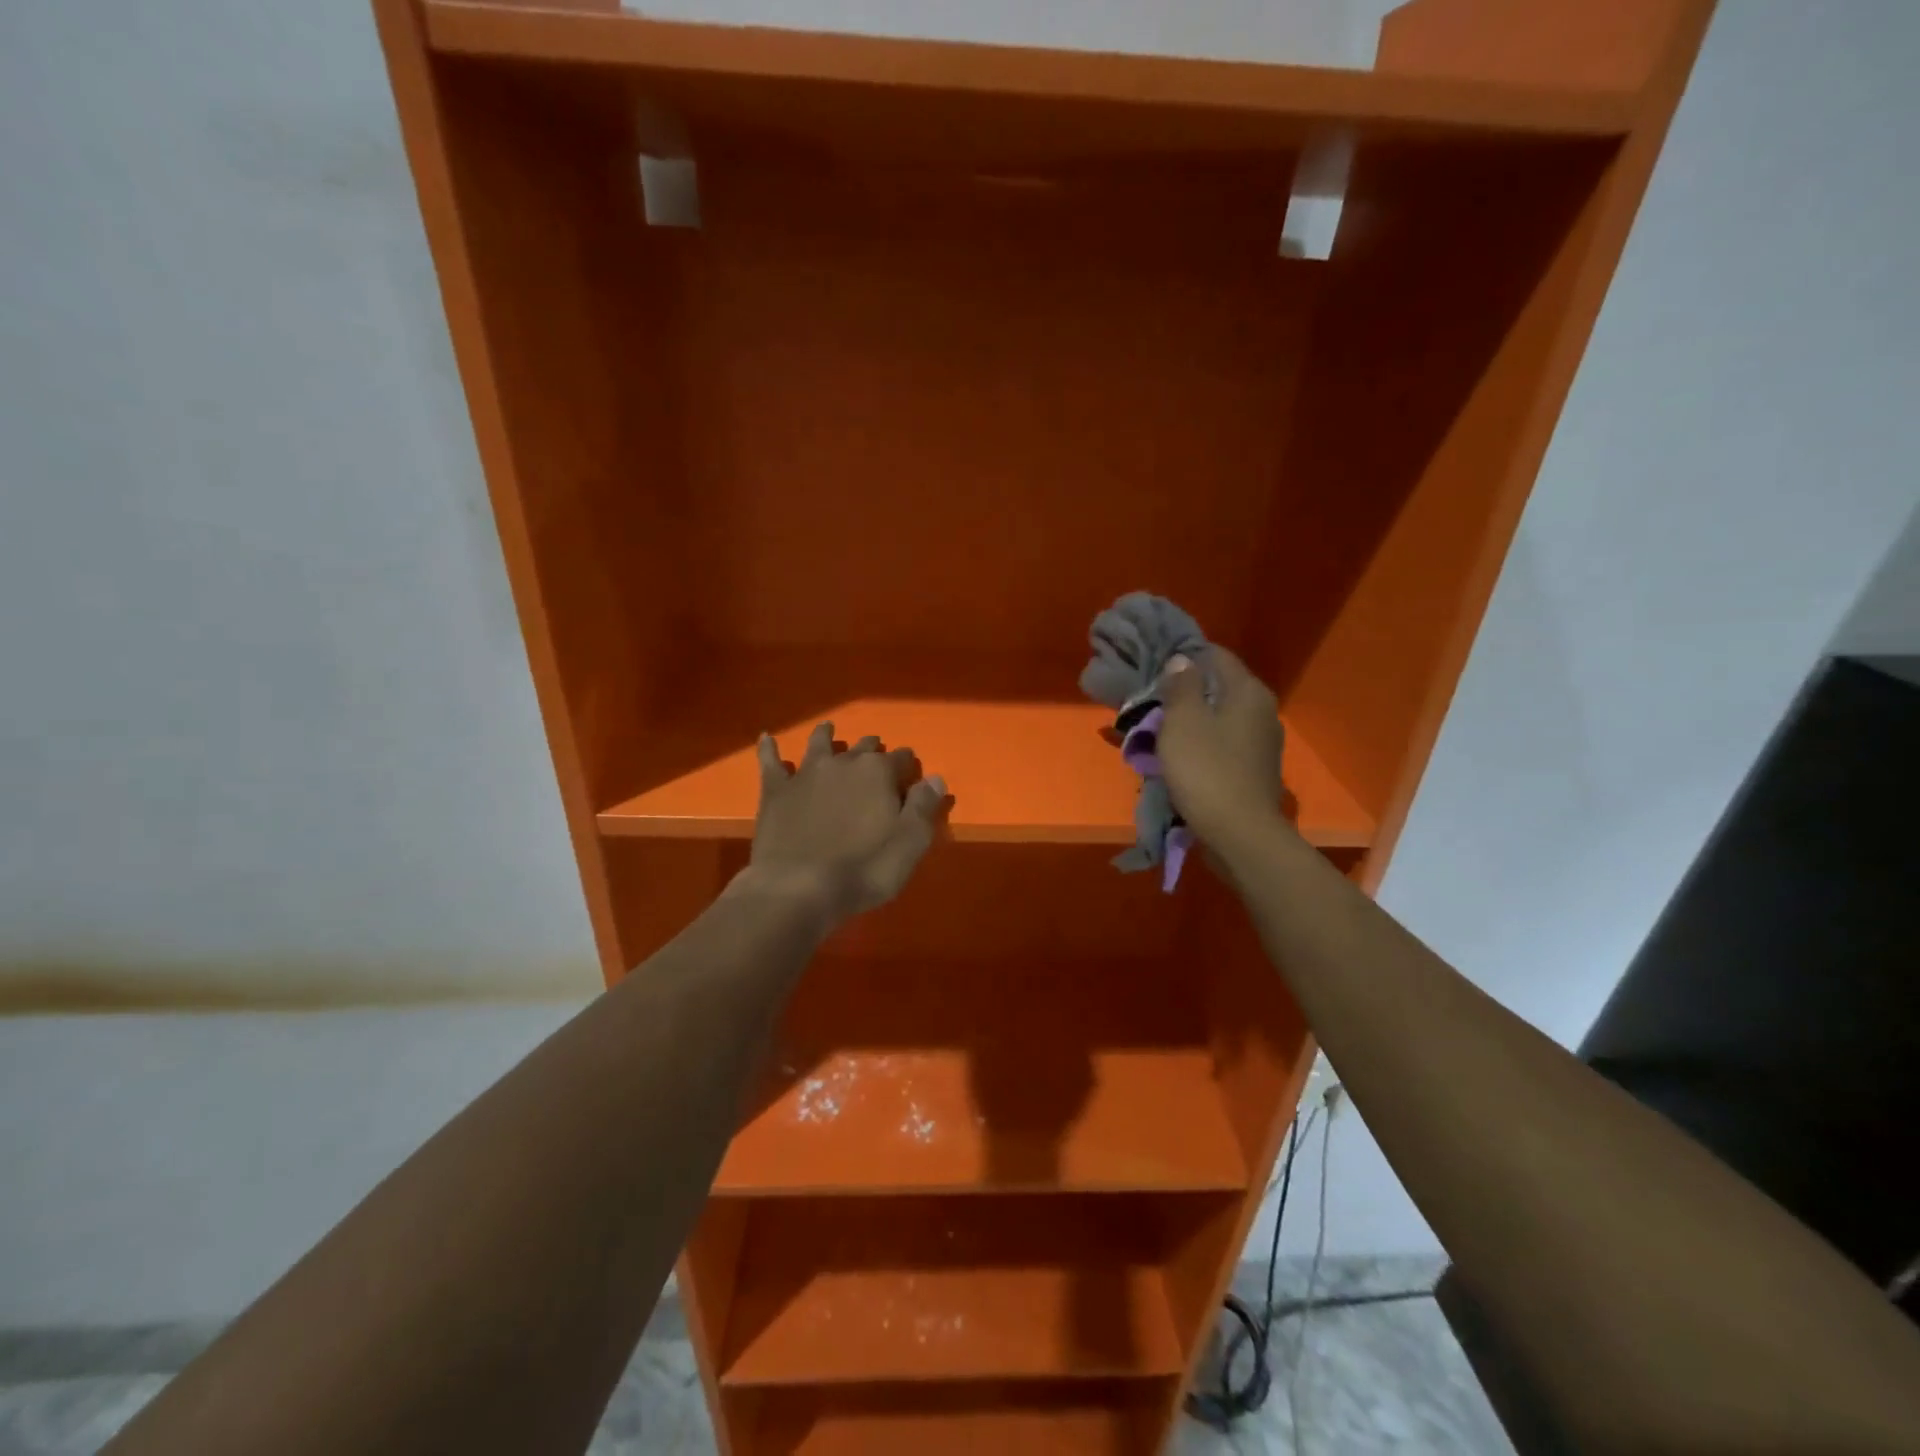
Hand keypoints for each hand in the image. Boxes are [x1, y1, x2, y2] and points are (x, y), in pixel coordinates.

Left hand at [746, 722, 948, 927]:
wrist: (798, 887)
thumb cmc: (863, 869)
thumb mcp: (910, 843)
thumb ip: (924, 807)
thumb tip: (934, 778)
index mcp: (879, 772)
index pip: (902, 758)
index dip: (908, 767)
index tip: (912, 777)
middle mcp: (843, 763)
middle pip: (863, 748)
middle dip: (872, 749)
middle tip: (876, 754)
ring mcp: (806, 773)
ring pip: (819, 744)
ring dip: (826, 735)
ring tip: (828, 729)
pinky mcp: (776, 790)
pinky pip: (770, 761)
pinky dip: (770, 748)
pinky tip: (767, 738)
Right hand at [1156, 648, 1285, 849]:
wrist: (1240, 836)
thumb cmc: (1207, 771)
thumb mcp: (1183, 721)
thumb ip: (1181, 686)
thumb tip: (1182, 660)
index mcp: (1248, 691)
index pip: (1215, 655)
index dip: (1182, 657)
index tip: (1151, 667)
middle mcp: (1262, 711)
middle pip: (1217, 687)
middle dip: (1182, 692)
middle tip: (1148, 701)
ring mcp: (1261, 743)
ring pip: (1217, 718)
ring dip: (1189, 721)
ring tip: (1156, 731)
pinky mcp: (1254, 770)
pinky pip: (1221, 745)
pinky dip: (1199, 745)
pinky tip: (1177, 757)